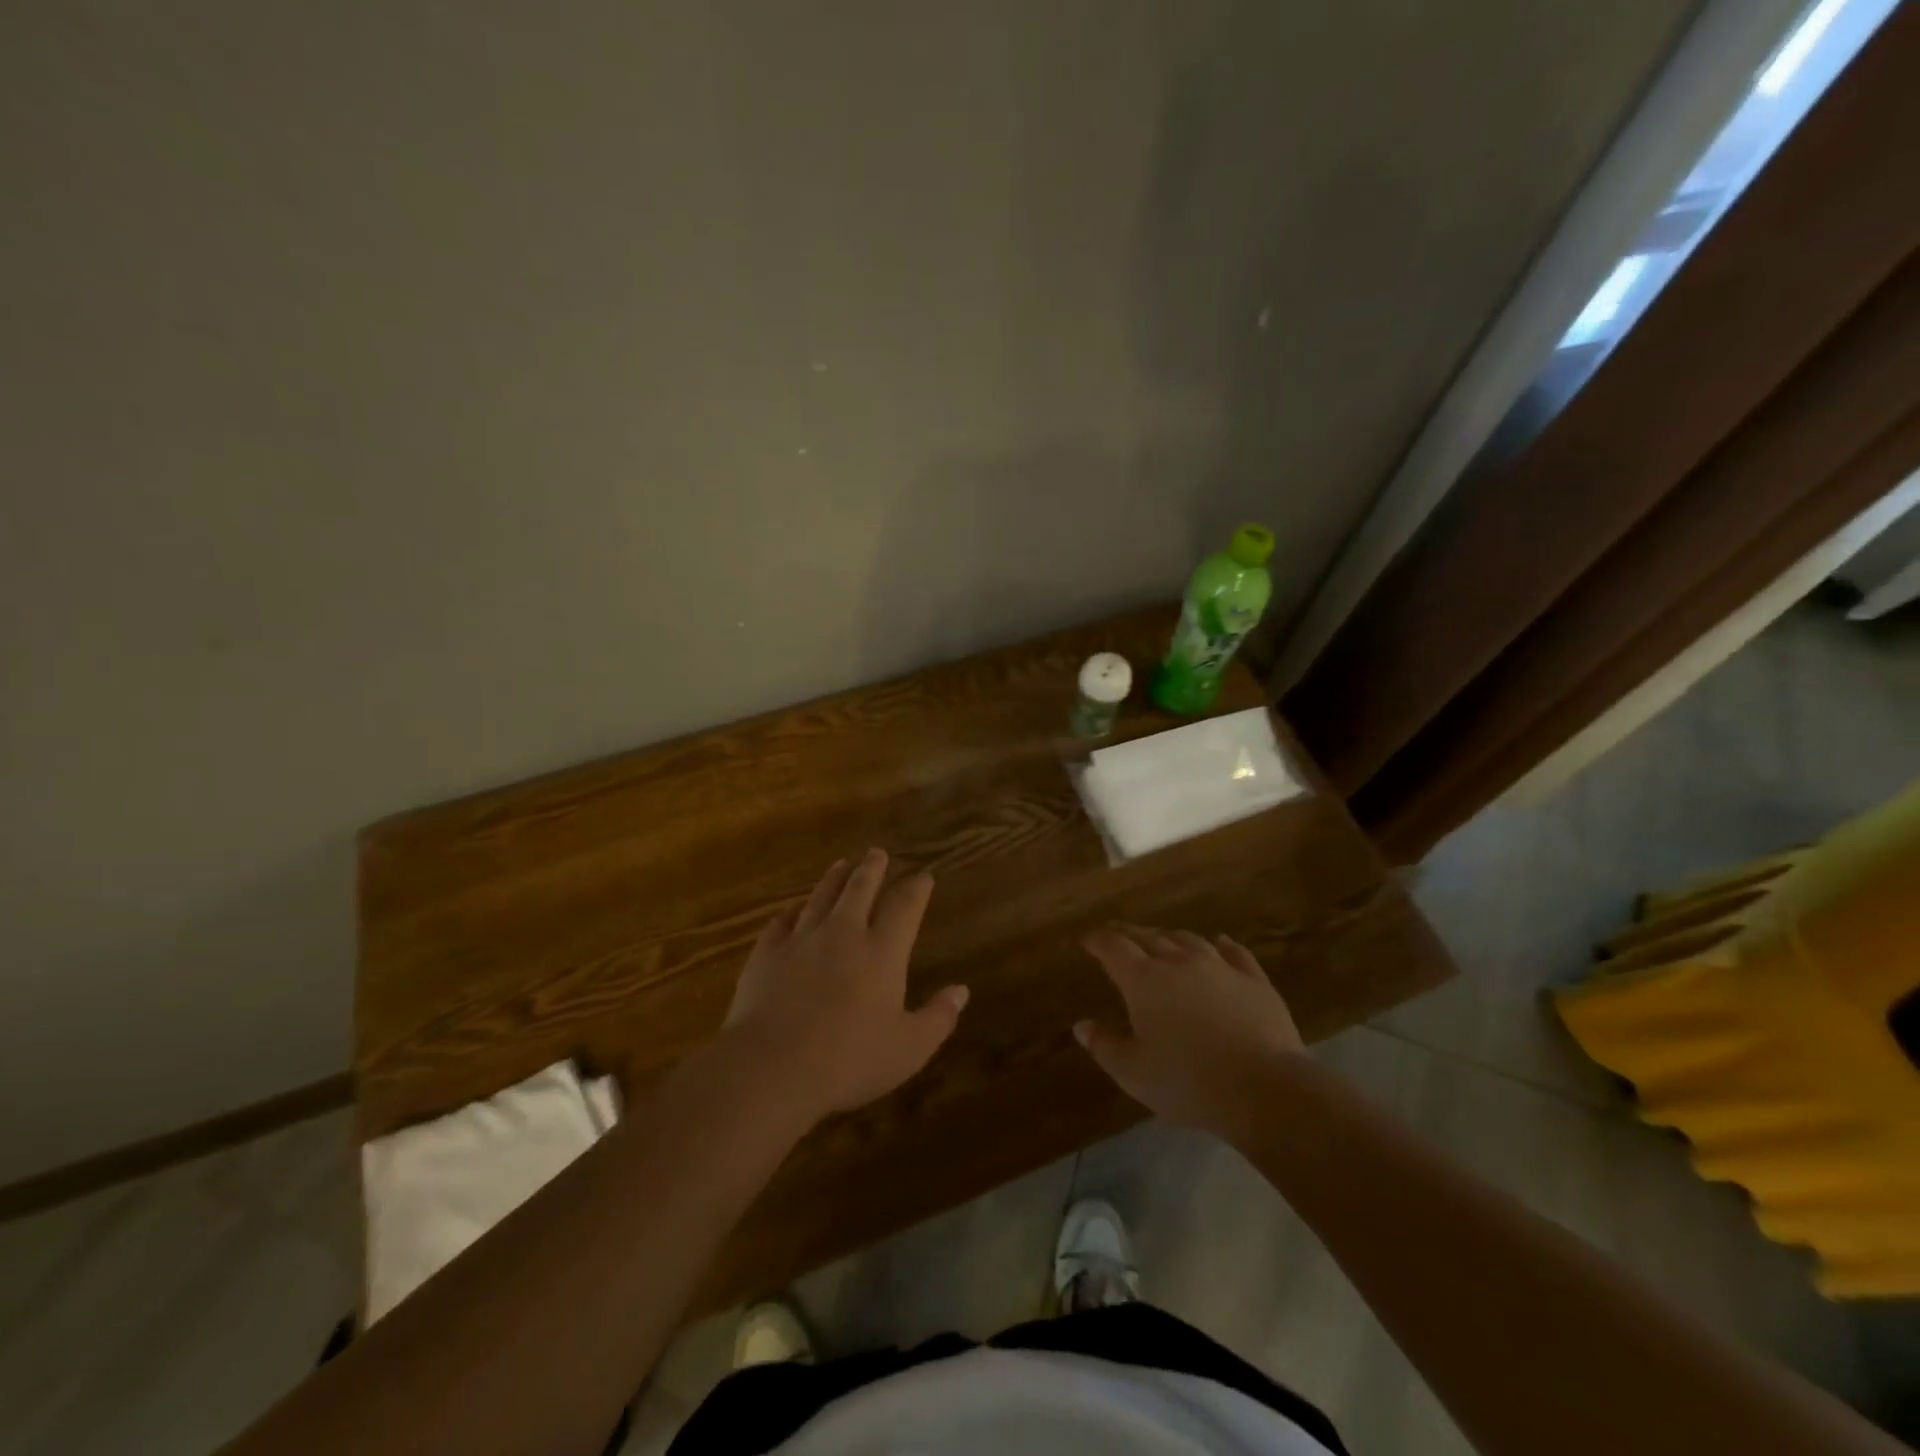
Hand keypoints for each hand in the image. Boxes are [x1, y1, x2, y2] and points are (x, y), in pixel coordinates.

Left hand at [722, 849, 968, 1123]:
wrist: (771, 1066)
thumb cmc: (849, 1061)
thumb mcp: (908, 1049)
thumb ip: (938, 1017)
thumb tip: (962, 990)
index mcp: (883, 952)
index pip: (905, 907)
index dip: (916, 889)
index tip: (923, 876)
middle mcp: (844, 933)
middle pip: (860, 889)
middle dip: (872, 868)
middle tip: (877, 853)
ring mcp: (802, 939)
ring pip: (821, 896)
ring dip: (834, 878)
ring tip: (841, 864)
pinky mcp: (767, 952)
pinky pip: (782, 921)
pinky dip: (792, 911)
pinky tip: (793, 910)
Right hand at [1075, 925, 1305, 1139]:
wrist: (1264, 1088)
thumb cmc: (1188, 1082)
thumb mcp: (1133, 1073)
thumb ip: (1104, 1045)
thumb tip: (1081, 1025)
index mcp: (1143, 979)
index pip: (1113, 947)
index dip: (1098, 940)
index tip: (1087, 939)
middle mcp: (1178, 961)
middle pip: (1149, 936)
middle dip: (1129, 934)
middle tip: (1118, 934)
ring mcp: (1219, 966)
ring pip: (1188, 939)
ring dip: (1170, 937)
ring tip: (1163, 940)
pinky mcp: (1254, 979)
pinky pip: (1234, 952)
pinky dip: (1222, 945)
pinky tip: (1220, 943)